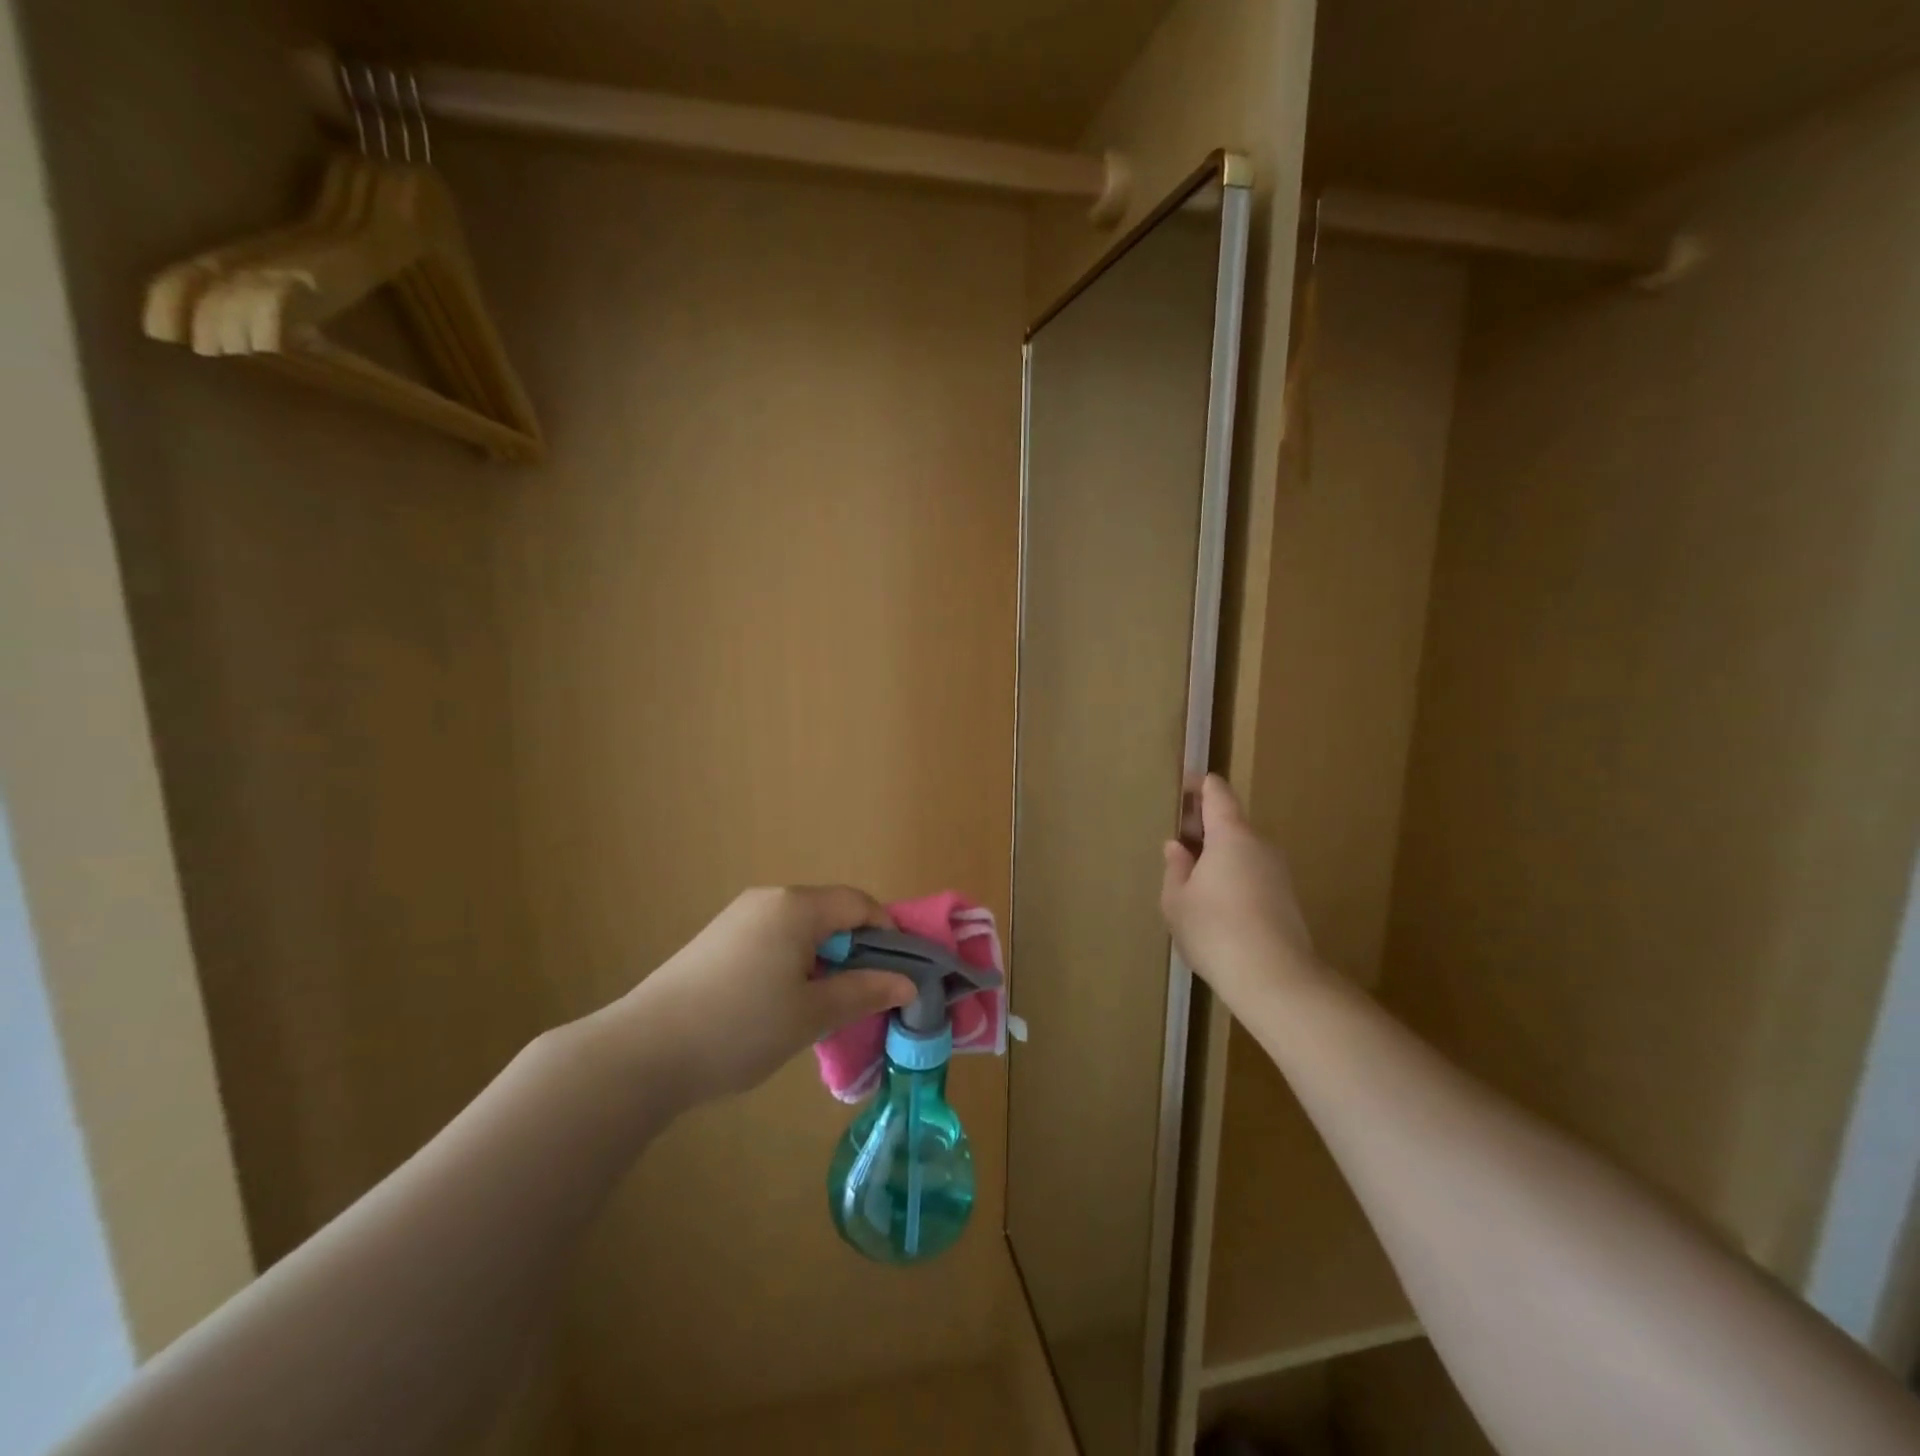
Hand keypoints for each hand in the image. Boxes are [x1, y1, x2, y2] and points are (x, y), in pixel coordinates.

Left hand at [620, 886, 914, 1108]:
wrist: (643, 1052)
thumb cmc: (740, 1027)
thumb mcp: (812, 1014)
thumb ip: (865, 992)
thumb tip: (909, 984)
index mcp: (796, 906)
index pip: (859, 905)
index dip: (888, 935)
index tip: (901, 975)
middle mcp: (768, 899)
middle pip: (831, 913)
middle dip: (856, 951)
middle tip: (866, 997)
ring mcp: (738, 917)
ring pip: (802, 929)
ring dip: (825, 960)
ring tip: (826, 1006)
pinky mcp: (717, 940)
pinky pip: (774, 939)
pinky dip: (794, 963)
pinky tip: (784, 1004)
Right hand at [1161, 776, 1321, 1013]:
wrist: (1274, 978)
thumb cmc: (1214, 929)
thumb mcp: (1176, 899)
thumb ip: (1175, 868)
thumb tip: (1178, 848)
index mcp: (1230, 834)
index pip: (1217, 793)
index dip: (1199, 785)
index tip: (1182, 787)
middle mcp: (1259, 845)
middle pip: (1230, 822)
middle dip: (1203, 827)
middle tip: (1177, 843)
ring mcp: (1278, 872)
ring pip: (1242, 851)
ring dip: (1217, 856)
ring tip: (1190, 879)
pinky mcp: (1286, 899)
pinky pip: (1252, 875)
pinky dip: (1232, 877)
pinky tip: (1214, 905)